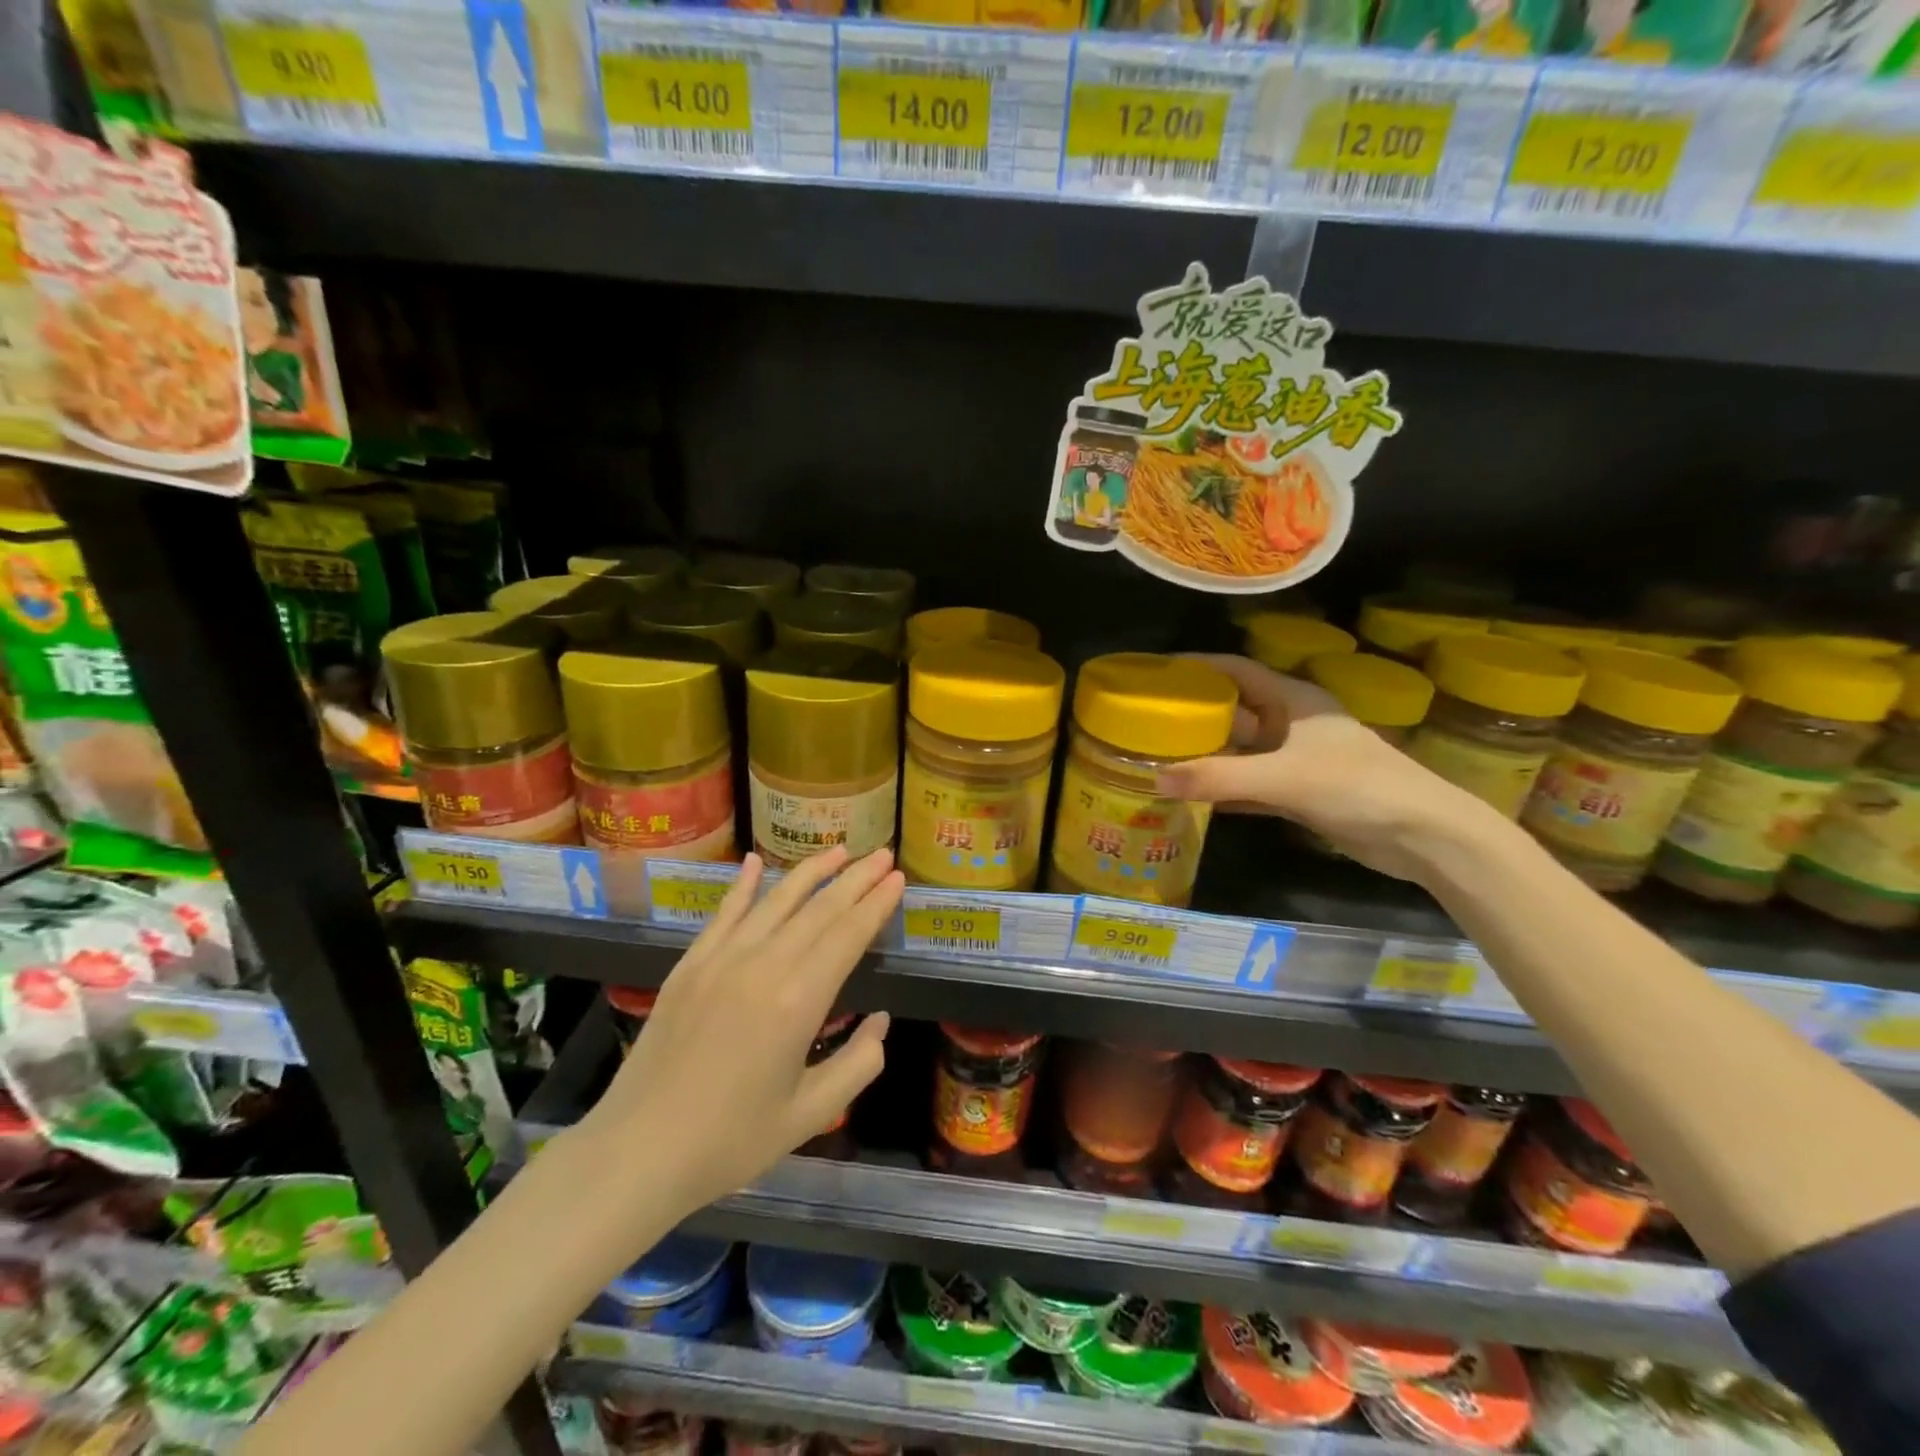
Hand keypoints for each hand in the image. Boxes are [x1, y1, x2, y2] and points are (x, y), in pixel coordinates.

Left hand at [580, 847, 903, 1219]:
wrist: (637, 1152)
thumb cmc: (731, 1141)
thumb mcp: (810, 1115)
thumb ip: (858, 1064)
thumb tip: (880, 1021)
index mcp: (798, 1001)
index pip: (848, 935)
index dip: (876, 904)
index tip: (898, 879)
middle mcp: (762, 965)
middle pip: (818, 909)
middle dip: (855, 878)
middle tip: (884, 855)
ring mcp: (721, 960)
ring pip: (775, 902)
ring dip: (811, 872)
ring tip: (840, 850)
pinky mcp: (689, 965)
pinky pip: (723, 914)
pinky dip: (743, 886)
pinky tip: (755, 862)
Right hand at [1155, 654, 1499, 882]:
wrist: (1423, 836)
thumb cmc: (1356, 786)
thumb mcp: (1283, 778)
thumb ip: (1219, 778)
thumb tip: (1154, 778)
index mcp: (1293, 700)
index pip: (1236, 669)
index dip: (1197, 665)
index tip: (1156, 671)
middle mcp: (1291, 723)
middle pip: (1234, 710)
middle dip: (1194, 714)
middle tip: (1147, 721)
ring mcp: (1297, 760)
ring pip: (1240, 751)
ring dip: (1206, 755)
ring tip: (1159, 757)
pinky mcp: (1300, 793)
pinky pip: (1250, 784)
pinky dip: (1224, 788)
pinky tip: (1192, 797)